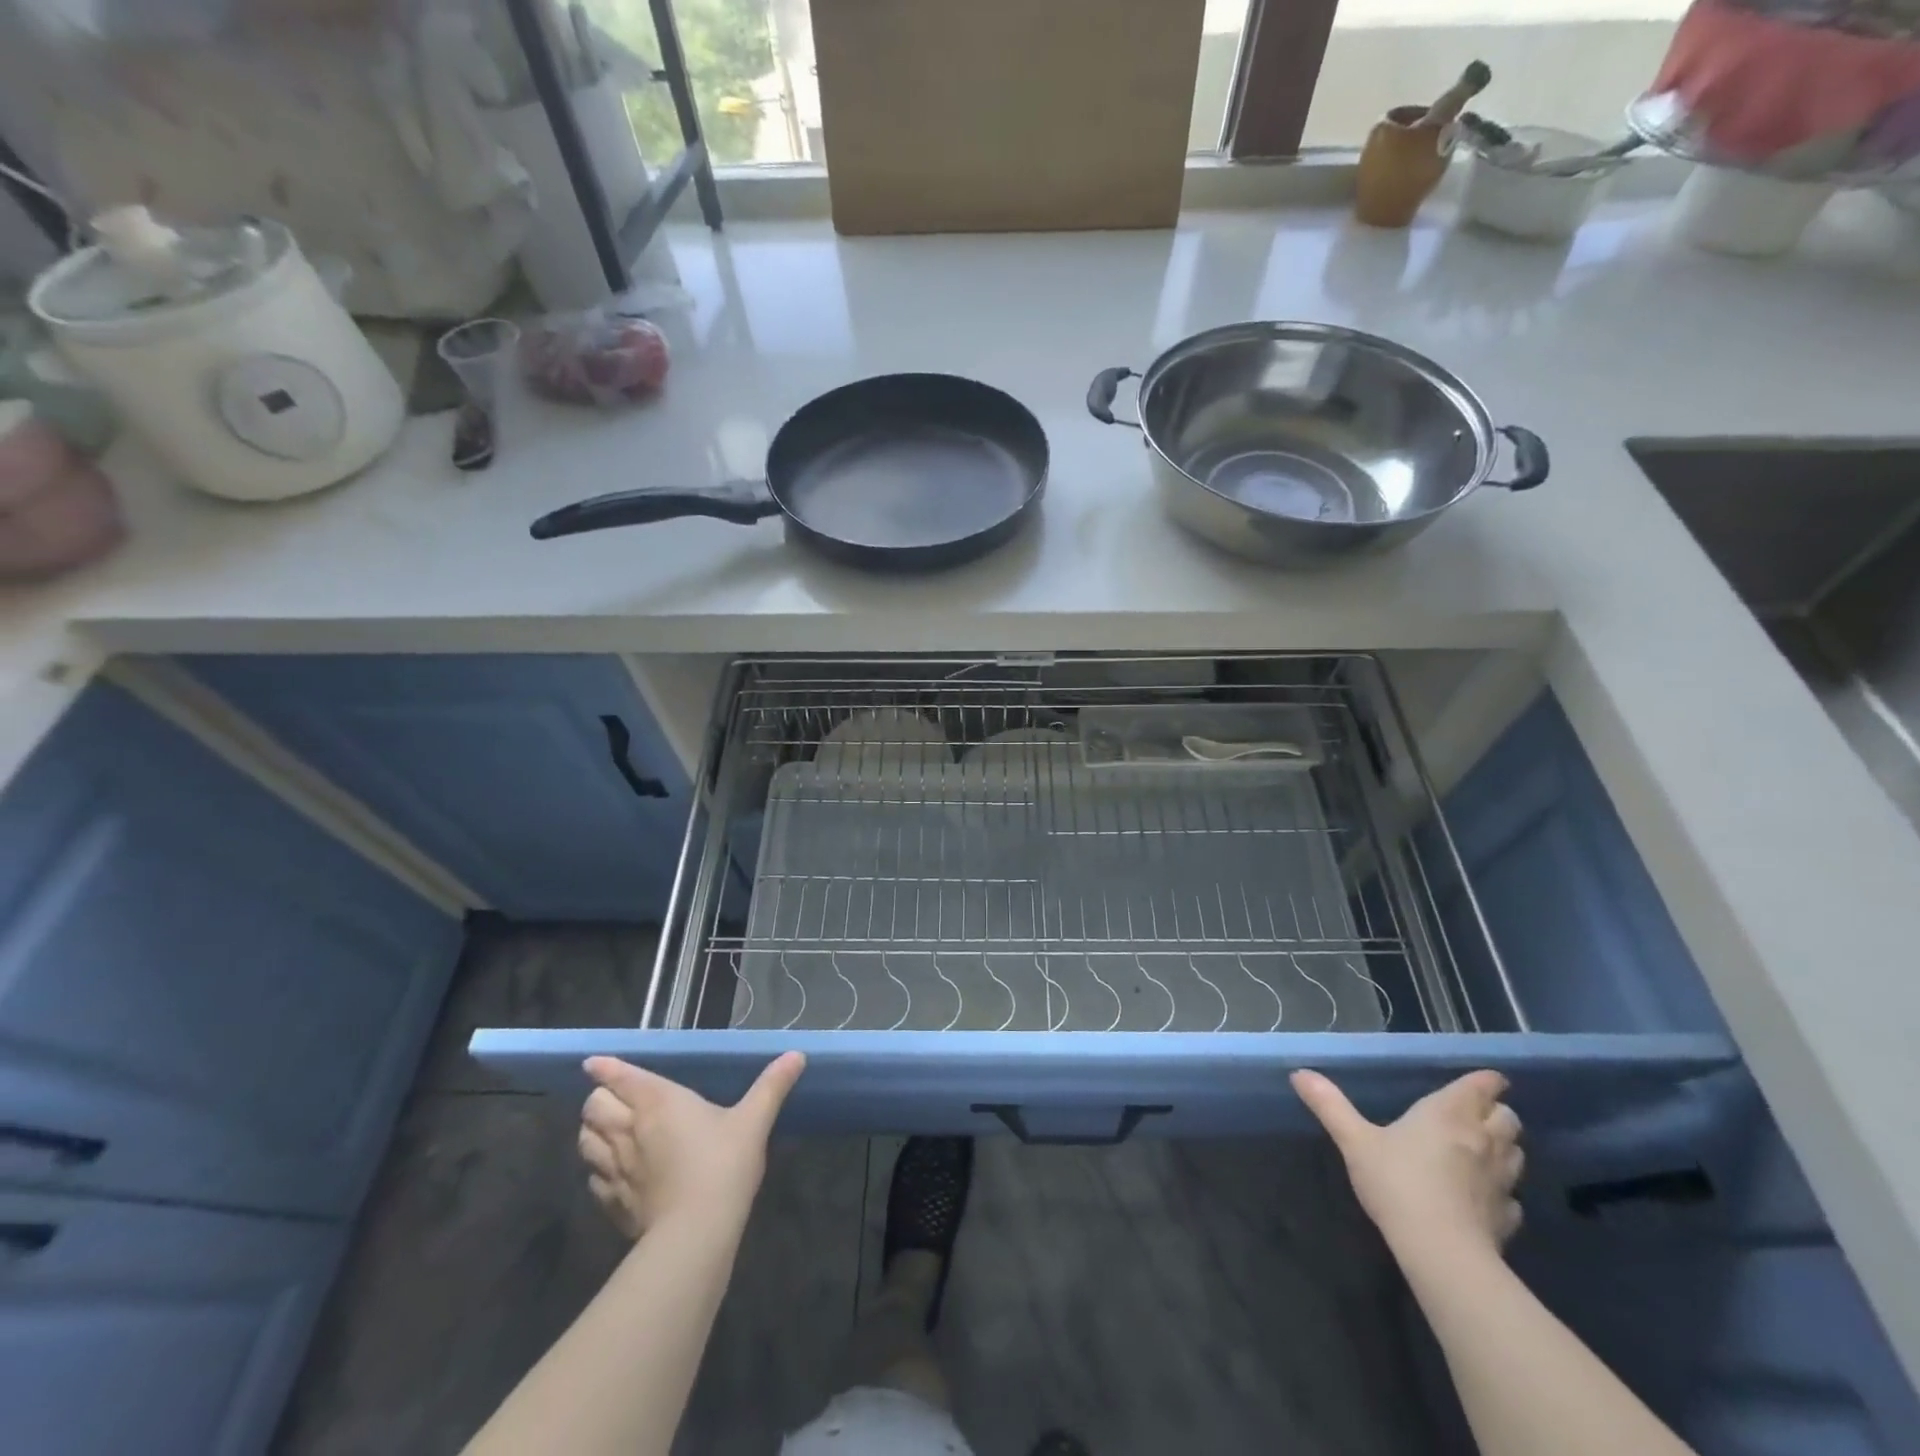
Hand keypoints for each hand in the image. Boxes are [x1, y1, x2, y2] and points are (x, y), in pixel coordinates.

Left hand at [577, 1053, 805, 1239]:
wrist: (695, 1233)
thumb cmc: (723, 1165)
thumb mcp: (754, 1120)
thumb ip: (772, 1085)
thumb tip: (797, 1055)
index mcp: (658, 1102)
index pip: (620, 1077)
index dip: (605, 1068)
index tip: (593, 1063)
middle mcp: (629, 1130)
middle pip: (593, 1107)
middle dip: (598, 1098)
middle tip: (611, 1098)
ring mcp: (616, 1169)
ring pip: (586, 1141)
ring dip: (591, 1132)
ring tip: (605, 1131)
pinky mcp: (613, 1203)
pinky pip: (593, 1179)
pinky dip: (597, 1169)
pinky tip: (612, 1173)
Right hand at [1293, 1069, 1523, 1261]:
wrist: (1441, 1252)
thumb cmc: (1397, 1183)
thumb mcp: (1354, 1140)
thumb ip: (1329, 1105)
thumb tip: (1299, 1073)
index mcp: (1448, 1113)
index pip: (1482, 1086)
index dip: (1487, 1080)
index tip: (1485, 1080)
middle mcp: (1482, 1140)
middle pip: (1508, 1118)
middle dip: (1496, 1112)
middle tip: (1476, 1115)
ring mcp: (1501, 1181)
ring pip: (1517, 1154)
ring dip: (1504, 1148)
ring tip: (1482, 1151)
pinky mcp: (1508, 1218)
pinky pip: (1512, 1197)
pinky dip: (1502, 1191)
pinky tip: (1483, 1198)